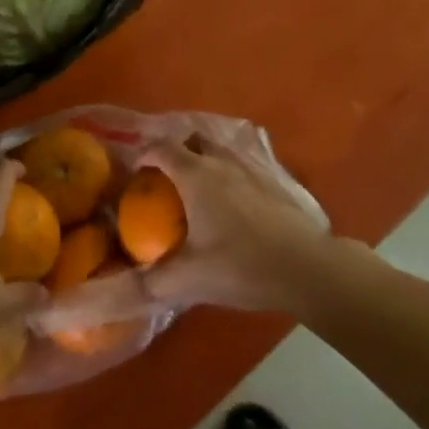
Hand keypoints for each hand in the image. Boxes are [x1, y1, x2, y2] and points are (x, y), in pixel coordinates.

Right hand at [140, 137, 331, 315]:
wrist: (306, 267)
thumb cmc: (241, 265)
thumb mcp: (189, 279)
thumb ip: (151, 283)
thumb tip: (122, 287)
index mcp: (195, 175)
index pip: (161, 148)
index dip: (144, 154)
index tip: (136, 172)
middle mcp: (221, 163)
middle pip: (192, 140)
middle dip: (176, 151)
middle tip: (166, 177)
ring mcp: (250, 170)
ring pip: (220, 151)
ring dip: (204, 160)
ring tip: (197, 189)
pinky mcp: (273, 182)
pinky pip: (241, 167)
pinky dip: (228, 175)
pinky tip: (231, 205)